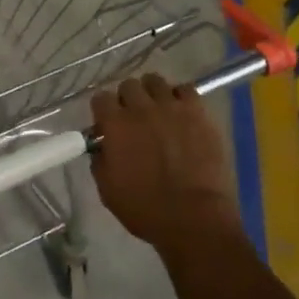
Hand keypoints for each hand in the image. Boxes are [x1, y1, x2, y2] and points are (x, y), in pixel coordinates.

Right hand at [89, 74, 241, 254]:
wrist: (194, 217)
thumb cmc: (145, 209)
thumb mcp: (107, 189)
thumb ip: (101, 160)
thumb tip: (103, 146)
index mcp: (115, 125)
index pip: (100, 98)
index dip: (103, 111)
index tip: (107, 124)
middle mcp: (140, 108)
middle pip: (128, 85)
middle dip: (127, 99)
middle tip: (134, 119)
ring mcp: (171, 107)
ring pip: (156, 81)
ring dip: (153, 94)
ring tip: (159, 111)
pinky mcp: (198, 112)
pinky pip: (186, 89)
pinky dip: (181, 97)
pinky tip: (182, 113)